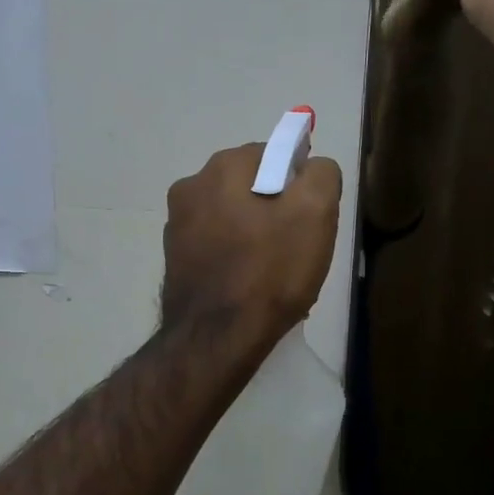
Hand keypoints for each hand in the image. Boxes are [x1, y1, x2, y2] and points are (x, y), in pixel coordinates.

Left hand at [162, 143, 342, 351]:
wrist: (216, 339)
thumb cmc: (269, 271)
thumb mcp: (315, 213)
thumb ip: (320, 174)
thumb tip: (312, 167)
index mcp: (222, 167)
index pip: (274, 155)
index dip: (299, 184)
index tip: (311, 217)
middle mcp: (190, 187)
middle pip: (250, 186)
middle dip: (275, 209)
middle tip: (297, 247)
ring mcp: (176, 225)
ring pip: (232, 217)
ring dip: (254, 234)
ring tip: (274, 272)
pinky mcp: (173, 259)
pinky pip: (216, 246)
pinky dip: (234, 257)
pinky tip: (249, 285)